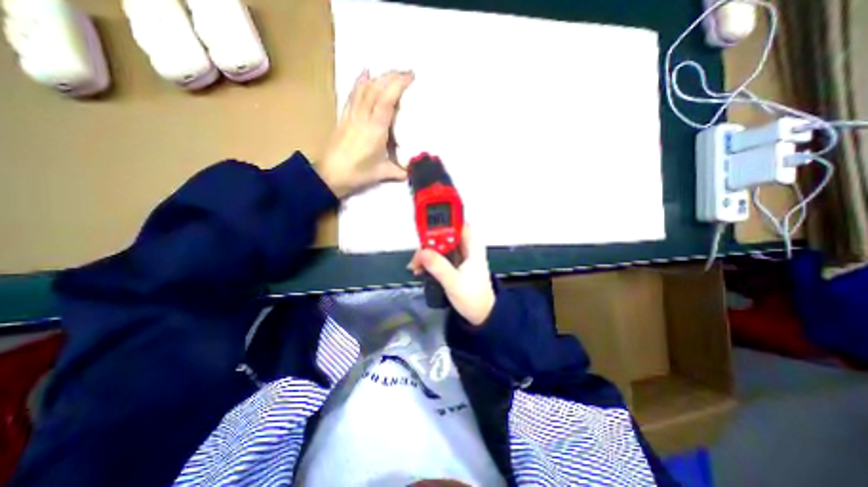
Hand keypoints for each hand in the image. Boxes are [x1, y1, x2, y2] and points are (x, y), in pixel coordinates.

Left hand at [317, 69, 414, 197]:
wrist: (330, 175)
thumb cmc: (357, 173)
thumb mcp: (382, 173)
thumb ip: (399, 171)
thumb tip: (412, 171)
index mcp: (375, 129)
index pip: (387, 100)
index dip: (398, 85)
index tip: (411, 77)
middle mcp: (363, 117)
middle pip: (376, 89)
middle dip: (391, 77)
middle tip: (406, 73)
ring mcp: (352, 115)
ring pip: (364, 89)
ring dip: (378, 77)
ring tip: (391, 73)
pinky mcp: (344, 117)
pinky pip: (353, 95)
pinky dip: (360, 83)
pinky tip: (365, 74)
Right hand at [407, 226, 494, 326]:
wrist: (480, 315)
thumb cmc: (473, 299)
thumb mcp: (454, 282)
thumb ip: (438, 267)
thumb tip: (422, 253)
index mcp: (472, 248)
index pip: (459, 225)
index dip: (444, 222)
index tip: (427, 227)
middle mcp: (466, 249)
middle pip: (445, 235)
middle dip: (430, 241)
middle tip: (419, 253)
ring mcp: (459, 257)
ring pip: (439, 246)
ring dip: (427, 253)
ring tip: (417, 265)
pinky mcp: (453, 265)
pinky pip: (438, 256)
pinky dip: (429, 260)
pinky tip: (421, 269)